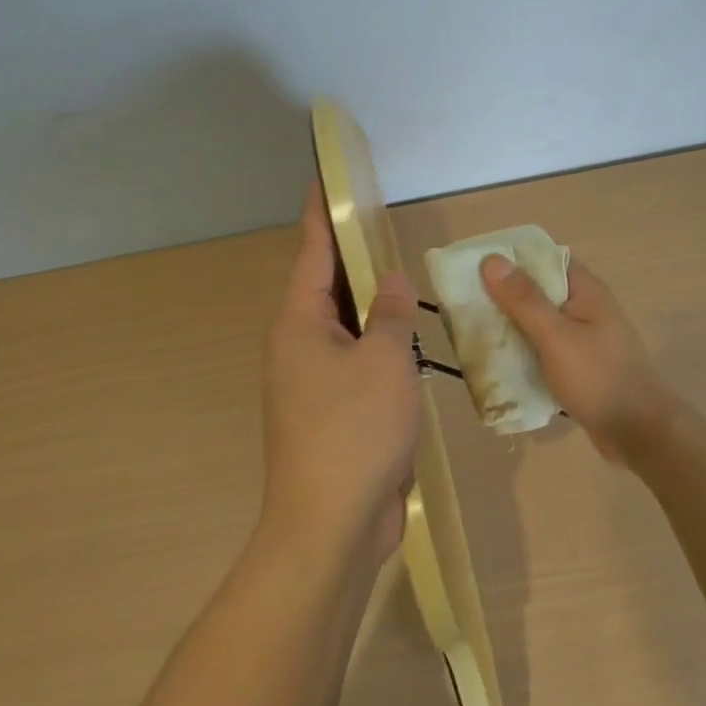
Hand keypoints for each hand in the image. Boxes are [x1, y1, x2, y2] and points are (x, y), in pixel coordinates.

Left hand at [260, 181, 422, 563]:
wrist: (332, 526)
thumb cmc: (355, 430)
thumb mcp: (385, 360)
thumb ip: (391, 314)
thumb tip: (390, 282)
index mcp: (299, 324)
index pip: (311, 252)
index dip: (320, 214)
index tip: (324, 179)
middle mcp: (298, 346)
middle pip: (326, 287)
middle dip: (351, 256)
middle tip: (378, 222)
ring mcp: (313, 382)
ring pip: (344, 327)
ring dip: (370, 304)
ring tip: (398, 274)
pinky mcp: (332, 412)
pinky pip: (356, 361)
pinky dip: (379, 344)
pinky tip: (406, 339)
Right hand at [480, 253, 678, 466]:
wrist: (640, 434)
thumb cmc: (599, 378)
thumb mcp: (556, 336)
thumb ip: (524, 299)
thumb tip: (491, 259)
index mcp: (584, 289)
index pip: (543, 258)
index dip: (510, 258)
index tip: (475, 267)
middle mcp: (584, 307)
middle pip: (537, 290)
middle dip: (503, 295)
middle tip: (465, 303)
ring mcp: (583, 337)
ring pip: (538, 322)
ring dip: (511, 326)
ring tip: (473, 331)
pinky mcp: (579, 365)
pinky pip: (543, 348)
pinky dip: (523, 351)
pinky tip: (499, 362)